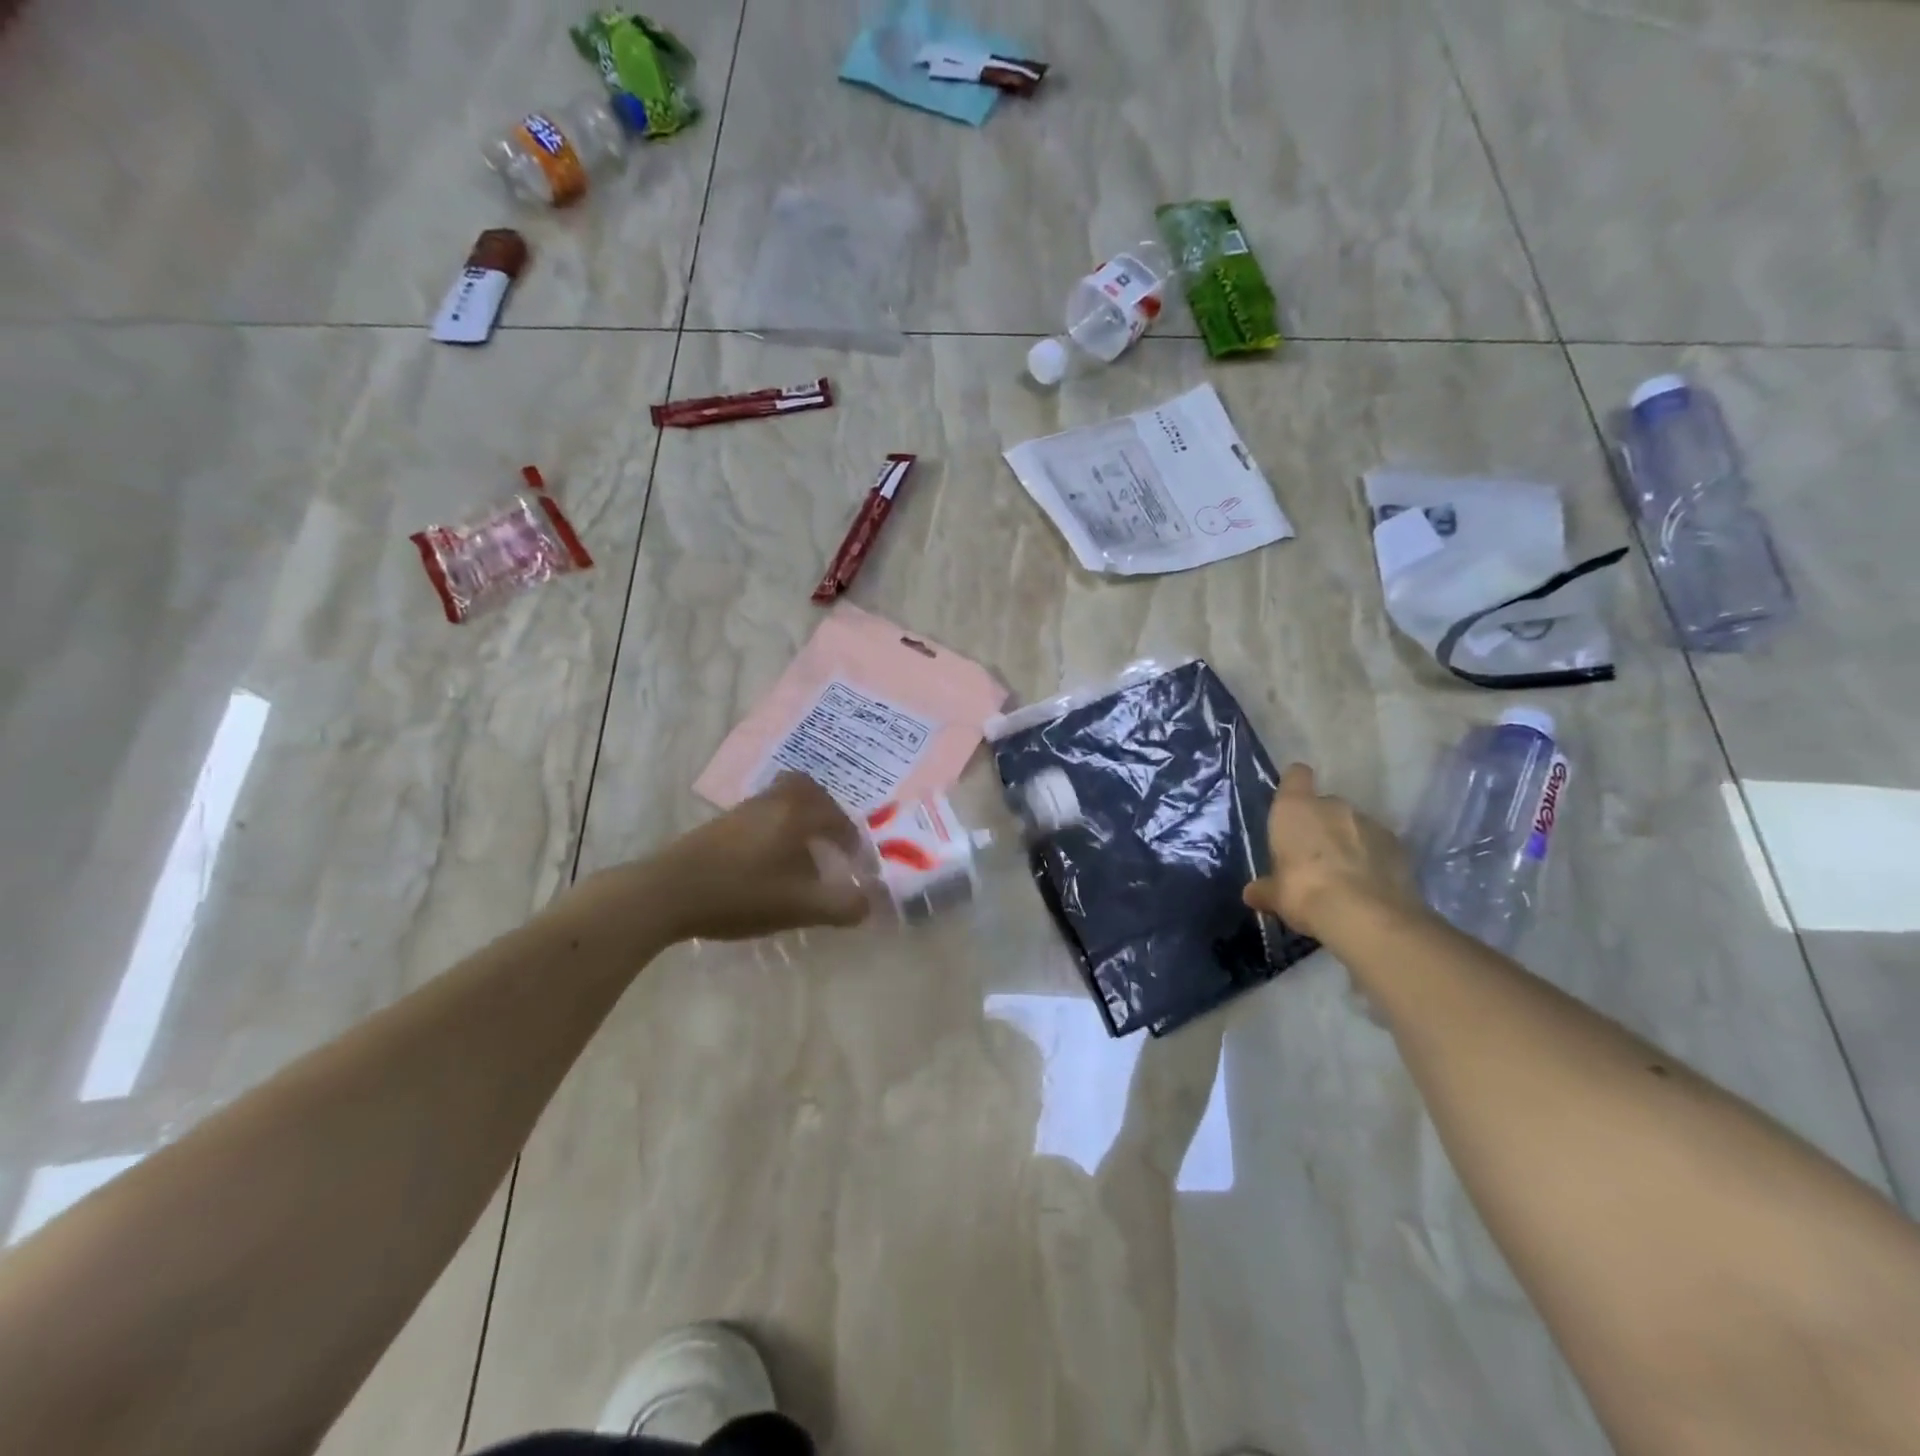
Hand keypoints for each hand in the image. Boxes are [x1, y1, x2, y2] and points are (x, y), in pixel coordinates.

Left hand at [638, 774, 872, 942]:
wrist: (667, 892)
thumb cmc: (742, 893)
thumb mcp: (800, 906)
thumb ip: (841, 906)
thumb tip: (867, 904)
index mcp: (797, 813)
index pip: (837, 816)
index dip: (851, 839)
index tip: (854, 862)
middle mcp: (773, 801)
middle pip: (806, 789)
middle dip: (824, 811)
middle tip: (830, 839)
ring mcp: (743, 809)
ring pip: (781, 800)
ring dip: (797, 819)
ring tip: (801, 853)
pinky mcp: (720, 824)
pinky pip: (761, 813)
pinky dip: (775, 827)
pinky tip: (768, 861)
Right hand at [1243, 764, 1423, 942]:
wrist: (1366, 917)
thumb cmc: (1304, 892)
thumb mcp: (1275, 896)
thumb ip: (1265, 889)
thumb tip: (1253, 894)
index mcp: (1296, 808)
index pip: (1296, 776)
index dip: (1294, 786)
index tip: (1291, 804)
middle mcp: (1334, 806)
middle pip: (1325, 805)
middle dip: (1321, 826)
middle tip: (1314, 858)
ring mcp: (1370, 823)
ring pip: (1354, 826)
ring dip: (1349, 843)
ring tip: (1344, 876)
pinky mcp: (1399, 846)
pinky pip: (1379, 847)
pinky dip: (1374, 860)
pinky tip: (1368, 886)